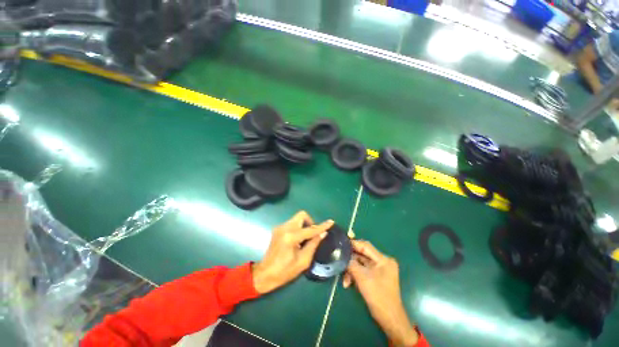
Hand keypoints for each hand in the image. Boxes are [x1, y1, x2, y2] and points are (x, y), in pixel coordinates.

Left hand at [252, 211, 332, 293]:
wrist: (264, 274)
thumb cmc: (285, 272)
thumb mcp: (303, 261)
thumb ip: (313, 244)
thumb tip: (323, 233)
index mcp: (291, 237)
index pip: (311, 229)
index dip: (322, 226)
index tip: (331, 222)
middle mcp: (285, 228)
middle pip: (302, 215)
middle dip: (310, 222)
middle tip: (313, 234)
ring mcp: (280, 227)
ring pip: (297, 218)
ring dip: (304, 225)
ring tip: (305, 239)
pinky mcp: (278, 229)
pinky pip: (292, 223)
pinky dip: (298, 228)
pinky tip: (298, 240)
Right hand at [343, 240, 418, 346]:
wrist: (389, 319)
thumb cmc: (378, 296)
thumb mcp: (362, 278)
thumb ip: (352, 263)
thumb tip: (342, 254)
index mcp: (383, 259)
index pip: (366, 246)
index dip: (353, 244)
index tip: (341, 244)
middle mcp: (382, 262)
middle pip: (362, 255)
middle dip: (351, 261)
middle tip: (340, 263)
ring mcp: (379, 269)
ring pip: (360, 264)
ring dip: (351, 271)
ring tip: (345, 281)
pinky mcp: (375, 276)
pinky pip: (362, 271)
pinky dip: (355, 275)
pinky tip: (348, 283)